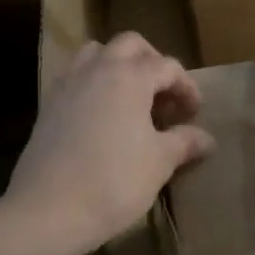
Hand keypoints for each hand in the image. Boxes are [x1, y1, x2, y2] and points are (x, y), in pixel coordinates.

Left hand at [7, 32, 214, 254]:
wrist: (48, 209)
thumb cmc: (114, 181)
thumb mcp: (159, 162)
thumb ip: (184, 142)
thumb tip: (206, 138)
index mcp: (130, 76)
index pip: (167, 66)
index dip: (187, 87)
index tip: (194, 113)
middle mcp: (98, 69)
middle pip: (130, 45)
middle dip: (152, 62)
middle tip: (164, 95)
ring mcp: (68, 84)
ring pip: (96, 53)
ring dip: (118, 64)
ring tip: (131, 97)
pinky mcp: (48, 104)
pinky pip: (75, 76)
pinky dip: (93, 83)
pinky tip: (101, 115)